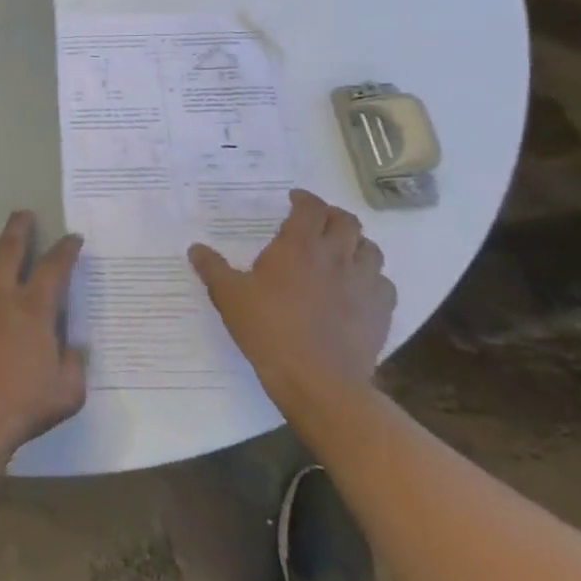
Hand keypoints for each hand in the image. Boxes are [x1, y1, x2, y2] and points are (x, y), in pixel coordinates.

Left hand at [0, 212, 86, 469]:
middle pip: (8, 250)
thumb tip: (74, 346)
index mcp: (33, 309)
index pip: (53, 267)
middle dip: (18, 228)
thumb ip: (75, 364)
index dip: (65, 250)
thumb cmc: (23, 407)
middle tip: (22, 214)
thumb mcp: (68, 392)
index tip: (72, 238)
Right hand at [189, 188, 395, 412]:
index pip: (311, 207)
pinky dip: (372, 278)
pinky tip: (358, 288)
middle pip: (346, 221)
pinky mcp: (381, 313)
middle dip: (331, 216)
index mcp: (299, 246)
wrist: (318, 382)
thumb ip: (213, 269)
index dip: (304, 199)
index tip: (293, 200)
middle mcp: (336, 257)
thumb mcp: (229, 297)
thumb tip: (195, 249)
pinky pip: (384, 283)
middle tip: (316, 222)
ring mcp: (364, 284)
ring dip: (356, 244)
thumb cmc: (269, 330)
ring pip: (371, 249)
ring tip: (340, 252)